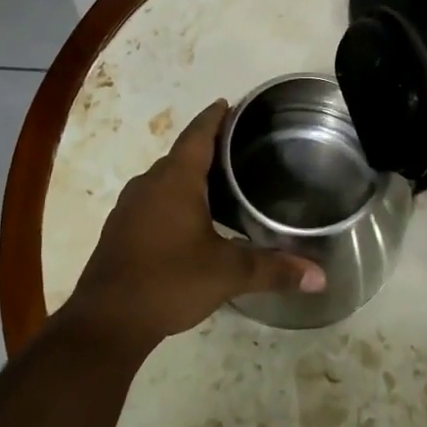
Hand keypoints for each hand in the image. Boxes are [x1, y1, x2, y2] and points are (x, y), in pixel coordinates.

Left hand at [62, 101, 324, 356]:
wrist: (106, 323)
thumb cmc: (169, 281)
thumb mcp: (227, 273)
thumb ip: (273, 270)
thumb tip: (320, 276)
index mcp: (175, 180)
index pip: (198, 134)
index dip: (215, 117)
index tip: (230, 104)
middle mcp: (149, 183)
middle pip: (182, 154)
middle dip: (208, 147)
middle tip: (240, 147)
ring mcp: (129, 207)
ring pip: (165, 178)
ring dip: (189, 175)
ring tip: (220, 182)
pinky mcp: (120, 230)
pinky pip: (152, 200)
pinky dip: (173, 198)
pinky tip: (190, 219)